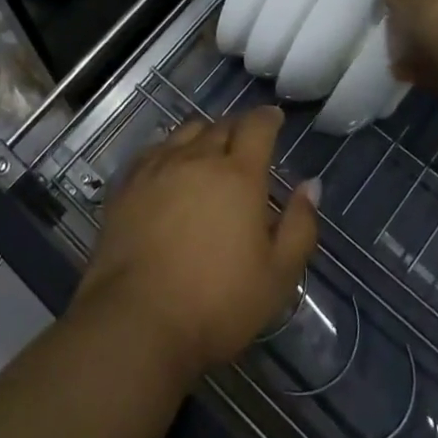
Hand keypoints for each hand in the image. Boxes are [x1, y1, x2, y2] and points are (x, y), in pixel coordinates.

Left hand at [72, 107, 318, 383]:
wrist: (137, 319)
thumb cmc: (217, 303)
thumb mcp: (278, 276)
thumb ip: (299, 226)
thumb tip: (310, 185)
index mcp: (238, 175)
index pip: (257, 127)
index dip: (268, 118)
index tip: (274, 118)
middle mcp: (197, 158)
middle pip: (220, 126)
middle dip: (238, 128)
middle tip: (245, 142)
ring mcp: (157, 168)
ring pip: (185, 132)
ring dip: (203, 135)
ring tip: (208, 150)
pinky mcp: (127, 184)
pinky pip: (153, 150)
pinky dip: (169, 150)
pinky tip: (169, 166)